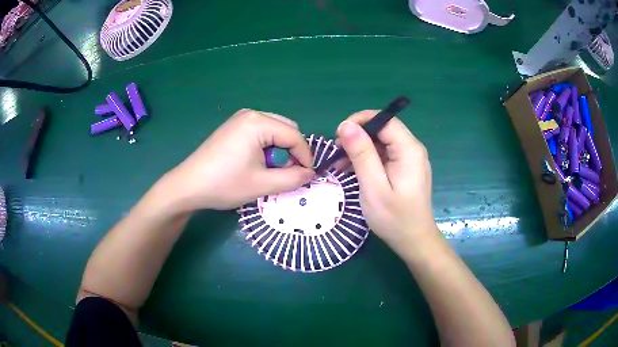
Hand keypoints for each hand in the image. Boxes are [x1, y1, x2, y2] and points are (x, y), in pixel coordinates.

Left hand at [162, 109, 313, 211]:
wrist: (188, 186)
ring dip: (279, 150)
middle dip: (291, 152)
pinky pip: (261, 133)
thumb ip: (292, 179)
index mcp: (258, 122)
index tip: (307, 176)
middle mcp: (251, 114)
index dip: (305, 157)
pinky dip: (266, 147)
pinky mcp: (233, 127)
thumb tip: (310, 174)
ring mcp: (240, 119)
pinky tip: (256, 163)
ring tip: (269, 171)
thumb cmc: (224, 184)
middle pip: (286, 129)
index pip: (294, 135)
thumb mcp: (262, 185)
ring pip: (274, 131)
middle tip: (286, 174)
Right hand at [336, 110, 437, 255]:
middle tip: (337, 152)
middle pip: (383, 129)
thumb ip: (362, 154)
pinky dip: (367, 159)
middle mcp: (412, 149)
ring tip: (340, 164)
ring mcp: (409, 159)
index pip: (385, 120)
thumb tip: (346, 125)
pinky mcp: (405, 169)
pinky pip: (384, 155)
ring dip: (360, 149)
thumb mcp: (373, 187)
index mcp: (409, 150)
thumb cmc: (394, 218)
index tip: (339, 135)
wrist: (413, 241)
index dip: (361, 121)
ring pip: (381, 142)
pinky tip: (352, 170)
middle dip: (358, 136)